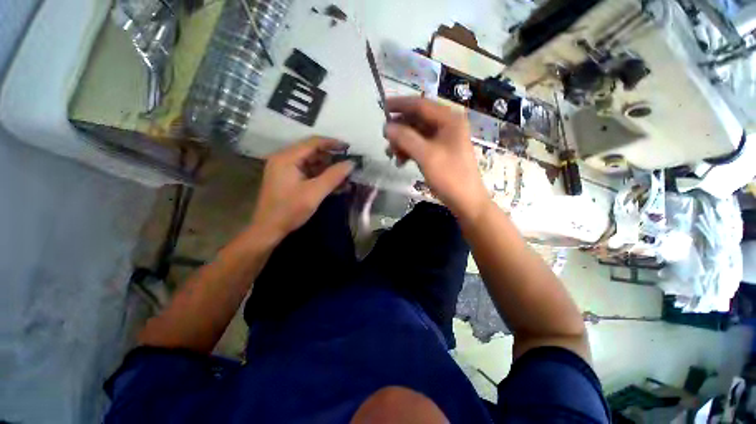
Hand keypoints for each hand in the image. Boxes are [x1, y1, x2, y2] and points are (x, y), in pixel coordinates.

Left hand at [250, 137, 354, 240]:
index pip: (313, 142)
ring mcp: (286, 170)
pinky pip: (309, 173)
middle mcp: (285, 159)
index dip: (332, 143)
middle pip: (313, 152)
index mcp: (287, 158)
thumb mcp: (314, 193)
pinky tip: (336, 184)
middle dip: (332, 158)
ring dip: (329, 169)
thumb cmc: (289, 210)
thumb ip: (333, 177)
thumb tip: (351, 163)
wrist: (268, 230)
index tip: (349, 147)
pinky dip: (322, 177)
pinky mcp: (289, 180)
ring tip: (346, 176)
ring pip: (312, 163)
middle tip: (349, 164)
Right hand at [384, 97, 489, 221]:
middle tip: (386, 139)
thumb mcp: (426, 156)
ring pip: (418, 134)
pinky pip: (421, 146)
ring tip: (392, 154)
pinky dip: (409, 151)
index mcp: (449, 120)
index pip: (421, 105)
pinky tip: (401, 161)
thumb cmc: (449, 177)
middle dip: (400, 129)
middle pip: (418, 120)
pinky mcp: (440, 152)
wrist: (466, 201)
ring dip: (403, 142)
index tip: (383, 107)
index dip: (400, 105)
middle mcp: (447, 125)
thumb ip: (406, 138)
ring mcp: (444, 139)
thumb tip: (387, 127)